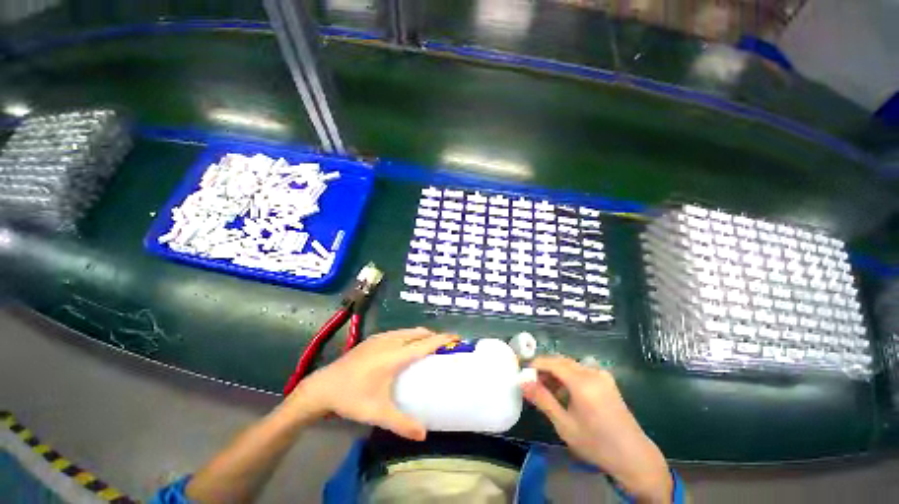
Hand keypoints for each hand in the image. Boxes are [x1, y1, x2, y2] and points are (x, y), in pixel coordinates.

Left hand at [283, 327, 456, 440]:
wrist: (322, 387)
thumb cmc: (352, 398)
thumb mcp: (378, 413)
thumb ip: (402, 423)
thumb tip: (424, 435)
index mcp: (395, 356)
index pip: (425, 343)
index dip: (442, 339)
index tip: (456, 337)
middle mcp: (390, 342)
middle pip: (418, 333)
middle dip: (433, 336)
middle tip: (442, 347)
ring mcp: (380, 338)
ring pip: (407, 331)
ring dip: (420, 335)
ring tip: (426, 347)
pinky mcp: (372, 340)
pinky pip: (397, 332)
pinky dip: (408, 336)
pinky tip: (404, 348)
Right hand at [521, 357, 671, 502]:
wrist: (634, 457)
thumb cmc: (596, 444)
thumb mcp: (565, 425)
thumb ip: (542, 400)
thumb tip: (522, 382)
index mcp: (582, 382)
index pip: (552, 362)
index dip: (535, 364)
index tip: (523, 373)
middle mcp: (592, 373)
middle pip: (561, 361)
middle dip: (545, 368)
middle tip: (533, 383)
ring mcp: (602, 375)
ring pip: (570, 365)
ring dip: (556, 372)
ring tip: (547, 390)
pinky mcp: (607, 381)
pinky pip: (581, 371)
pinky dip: (568, 376)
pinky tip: (565, 393)